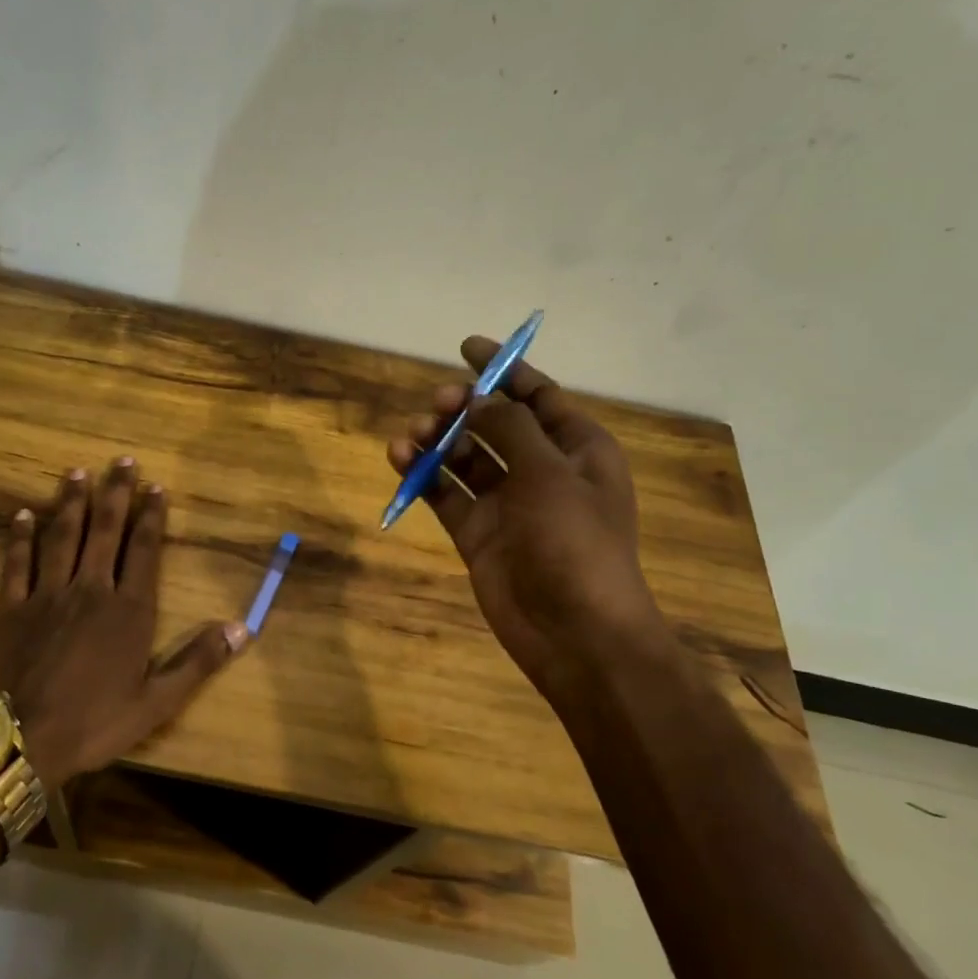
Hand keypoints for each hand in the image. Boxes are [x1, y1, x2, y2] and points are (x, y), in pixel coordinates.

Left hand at [0, 458, 247, 786]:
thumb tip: (243, 628)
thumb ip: (198, 661)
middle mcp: (90, 590)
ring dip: (71, 503)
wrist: (20, 741)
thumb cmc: (94, 723)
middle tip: (121, 460)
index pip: (143, 550)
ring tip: (77, 472)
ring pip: (62, 537)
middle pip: (105, 531)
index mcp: (128, 610)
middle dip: (115, 494)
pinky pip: (16, 563)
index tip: (156, 487)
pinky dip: (20, 537)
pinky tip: (21, 514)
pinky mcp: (11, 608)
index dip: (152, 516)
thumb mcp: (157, 702)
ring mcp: (47, 595)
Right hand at [387, 338, 667, 699]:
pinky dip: (423, 475)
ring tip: (412, 437)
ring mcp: (506, 503)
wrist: (574, 631)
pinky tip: (400, 459)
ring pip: (464, 457)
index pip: (537, 396)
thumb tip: (476, 399)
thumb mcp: (549, 473)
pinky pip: (445, 493)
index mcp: (576, 449)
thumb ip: (509, 428)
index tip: (466, 346)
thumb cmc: (575, 542)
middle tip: (439, 405)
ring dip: (438, 440)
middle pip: (493, 424)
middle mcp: (540, 470)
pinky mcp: (476, 532)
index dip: (505, 369)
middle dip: (463, 408)